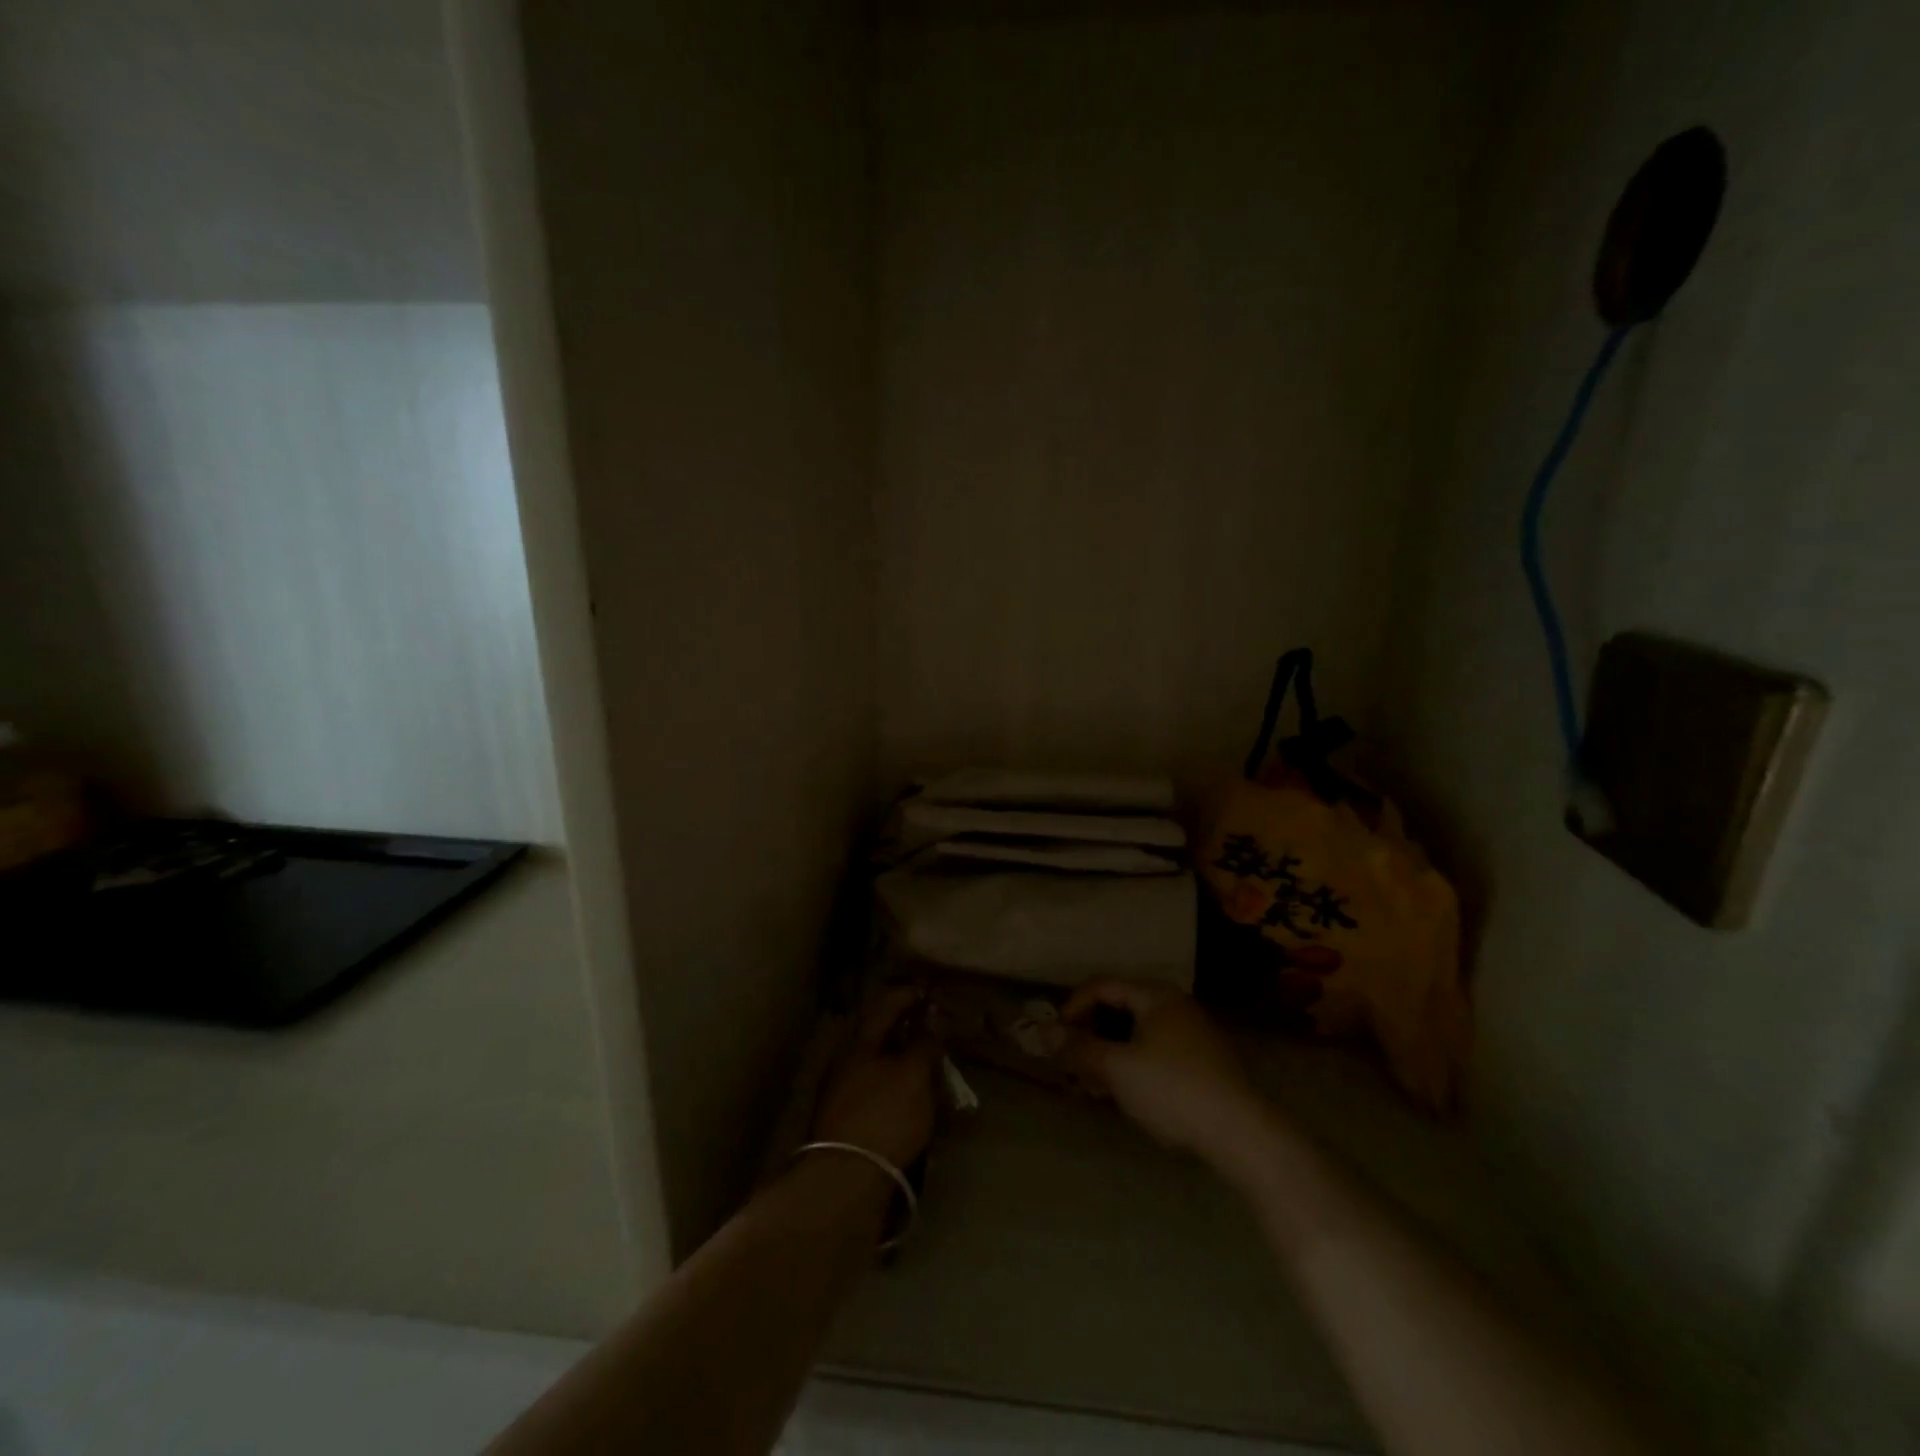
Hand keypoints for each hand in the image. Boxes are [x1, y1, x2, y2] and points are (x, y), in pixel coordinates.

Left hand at [811, 987, 940, 1169]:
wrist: (846, 1179)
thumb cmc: (884, 1115)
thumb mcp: (913, 1075)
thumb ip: (924, 1044)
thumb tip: (931, 1019)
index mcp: (859, 1041)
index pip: (885, 1005)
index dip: (908, 995)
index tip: (929, 990)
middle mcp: (846, 1060)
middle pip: (878, 1034)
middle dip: (905, 1026)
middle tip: (931, 1024)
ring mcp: (843, 1091)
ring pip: (877, 1062)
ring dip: (902, 1056)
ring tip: (928, 1060)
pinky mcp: (848, 1119)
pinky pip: (877, 1087)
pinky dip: (896, 1082)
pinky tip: (912, 1094)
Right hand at [1062, 979, 1265, 1168]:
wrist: (1242, 1134)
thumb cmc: (1173, 1089)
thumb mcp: (1117, 1068)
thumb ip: (1078, 1048)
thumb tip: (1042, 1031)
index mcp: (1156, 996)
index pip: (1102, 986)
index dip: (1073, 1007)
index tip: (1055, 1037)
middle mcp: (1175, 1007)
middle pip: (1119, 1011)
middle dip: (1089, 1037)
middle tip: (1071, 1067)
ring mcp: (1192, 1036)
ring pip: (1136, 1036)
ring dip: (1108, 1056)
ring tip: (1092, 1088)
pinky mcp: (1202, 1065)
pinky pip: (1154, 1054)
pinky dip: (1131, 1067)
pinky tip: (1123, 1096)